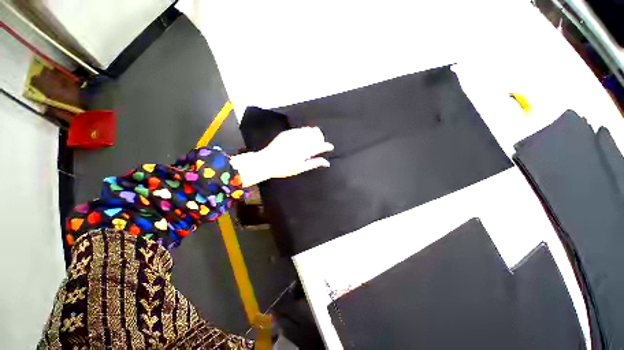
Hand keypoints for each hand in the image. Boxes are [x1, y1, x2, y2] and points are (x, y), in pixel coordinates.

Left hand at [230, 127, 333, 186]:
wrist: (266, 161)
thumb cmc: (284, 168)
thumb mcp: (300, 168)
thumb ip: (314, 163)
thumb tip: (327, 163)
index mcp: (304, 151)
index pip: (321, 145)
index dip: (327, 146)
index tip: (330, 147)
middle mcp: (300, 141)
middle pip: (317, 134)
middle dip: (321, 138)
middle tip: (320, 145)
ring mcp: (293, 135)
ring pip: (309, 130)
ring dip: (314, 134)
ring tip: (312, 141)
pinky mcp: (287, 133)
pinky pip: (300, 129)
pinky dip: (305, 132)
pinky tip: (303, 138)